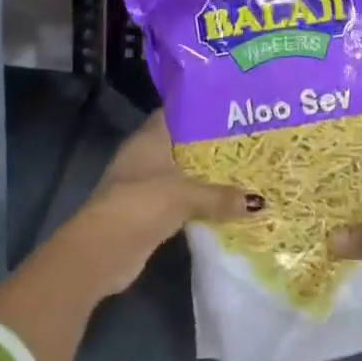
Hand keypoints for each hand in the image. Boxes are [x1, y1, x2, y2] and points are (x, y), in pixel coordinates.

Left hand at [60, 110, 255, 299]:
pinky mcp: (150, 212)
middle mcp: (147, 155)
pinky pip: (182, 199)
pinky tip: (227, 202)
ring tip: (246, 169)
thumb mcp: (184, 195)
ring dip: (208, 175)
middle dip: (213, 144)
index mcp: (150, 138)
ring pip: (184, 173)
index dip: (202, 108)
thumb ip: (220, 196)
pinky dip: (200, 200)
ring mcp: (146, 184)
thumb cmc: (140, 204)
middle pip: (184, 143)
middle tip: (250, 140)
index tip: (233, 109)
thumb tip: (260, 202)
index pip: (178, 112)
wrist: (101, 252)